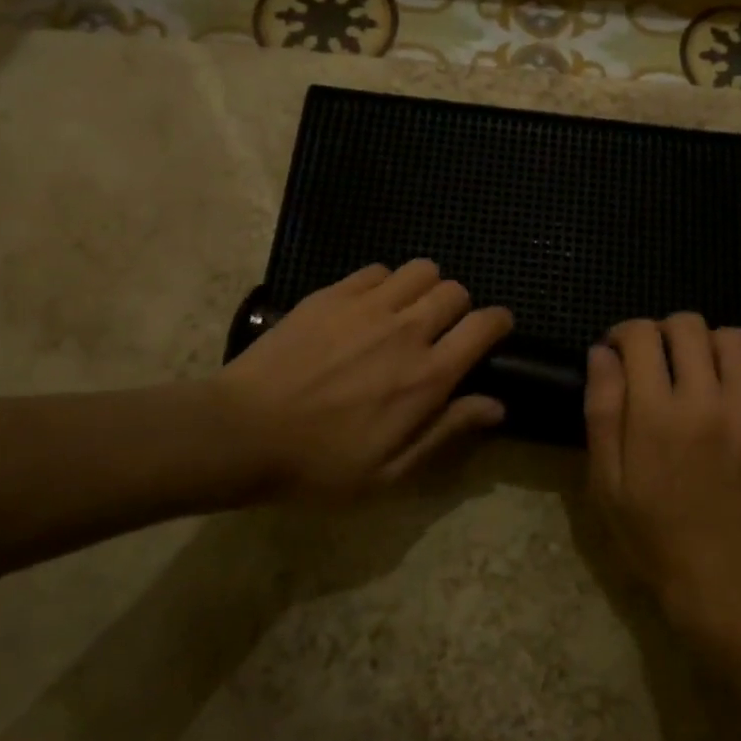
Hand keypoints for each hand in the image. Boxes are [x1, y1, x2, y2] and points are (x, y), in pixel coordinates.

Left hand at [217, 260, 511, 503]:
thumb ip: (447, 431)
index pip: (484, 326)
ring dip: (424, 288)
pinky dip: (385, 283)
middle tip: (441, 331)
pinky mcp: (332, 294)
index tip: (495, 330)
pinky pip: (377, 270)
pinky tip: (368, 308)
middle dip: (459, 307)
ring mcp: (367, 306)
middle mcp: (406, 330)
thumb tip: (496, 405)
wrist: (242, 433)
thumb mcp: (390, 471)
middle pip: (455, 291)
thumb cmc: (319, 464)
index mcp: (427, 376)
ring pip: (421, 270)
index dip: (499, 322)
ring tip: (407, 313)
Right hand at [584, 314, 740, 628]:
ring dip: (709, 345)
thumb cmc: (655, 535)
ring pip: (734, 339)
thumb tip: (602, 353)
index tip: (618, 351)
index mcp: (656, 414)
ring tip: (700, 372)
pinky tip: (738, 390)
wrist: (728, 581)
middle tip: (658, 360)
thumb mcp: (607, 482)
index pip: (641, 335)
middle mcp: (706, 400)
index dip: (624, 333)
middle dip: (664, 331)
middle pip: (688, 326)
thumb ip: (602, 411)